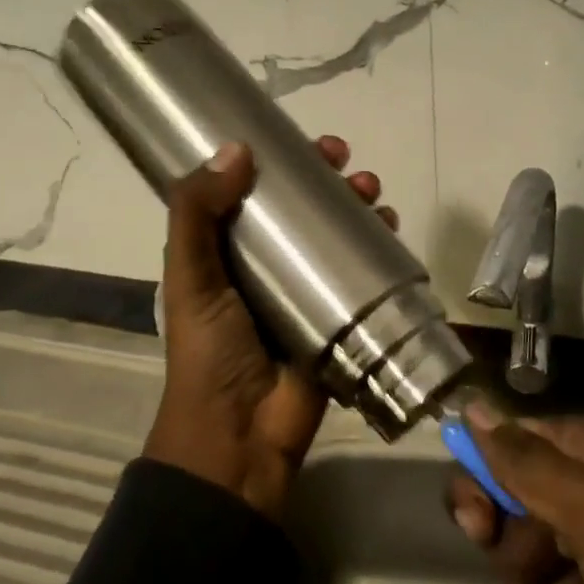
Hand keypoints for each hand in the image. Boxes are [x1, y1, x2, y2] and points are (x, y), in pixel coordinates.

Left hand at [144, 136, 396, 521]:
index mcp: (228, 251)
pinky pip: (364, 273)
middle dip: (330, 180)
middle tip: (347, 164)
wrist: (240, 437)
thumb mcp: (190, 277)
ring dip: (359, 207)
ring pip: (339, 234)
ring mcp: (307, 291)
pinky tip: (392, 230)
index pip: (257, 191)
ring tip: (374, 195)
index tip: (308, 145)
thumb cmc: (210, 351)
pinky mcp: (340, 317)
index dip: (283, 163)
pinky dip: (380, 247)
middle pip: (305, 208)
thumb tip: (237, 149)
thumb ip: (197, 213)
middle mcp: (269, 264)